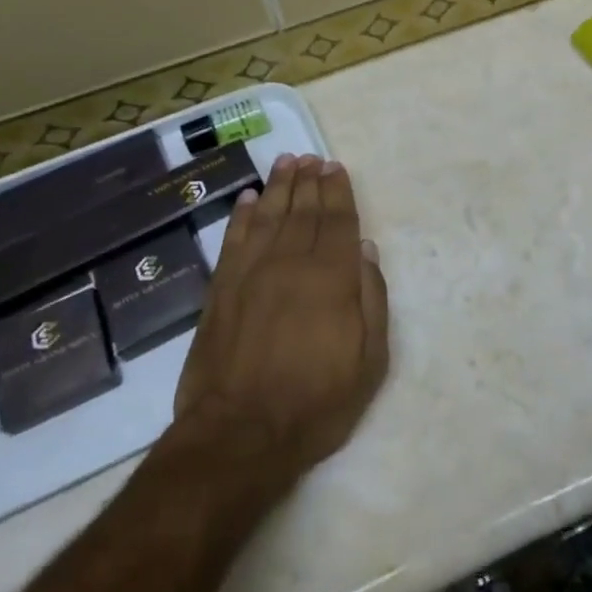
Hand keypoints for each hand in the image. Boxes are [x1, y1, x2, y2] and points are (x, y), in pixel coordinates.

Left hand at [171, 154, 388, 488]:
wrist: (240, 434)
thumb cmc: (316, 402)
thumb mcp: (369, 360)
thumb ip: (371, 298)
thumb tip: (363, 249)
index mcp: (330, 277)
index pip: (337, 221)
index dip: (338, 192)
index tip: (336, 168)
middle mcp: (290, 262)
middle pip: (302, 211)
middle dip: (310, 181)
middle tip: (312, 158)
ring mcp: (251, 273)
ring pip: (267, 215)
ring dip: (278, 187)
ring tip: (286, 162)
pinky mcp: (221, 289)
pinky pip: (233, 239)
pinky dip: (240, 215)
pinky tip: (247, 198)